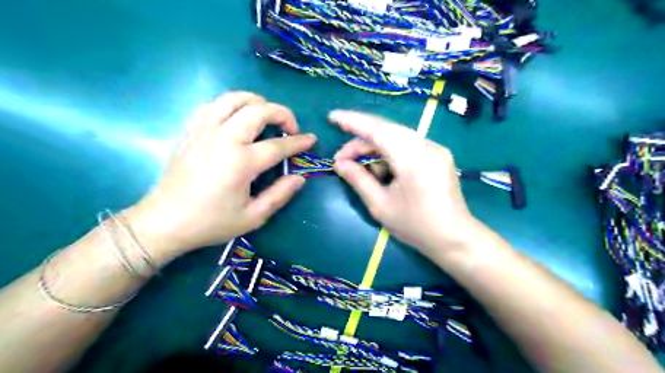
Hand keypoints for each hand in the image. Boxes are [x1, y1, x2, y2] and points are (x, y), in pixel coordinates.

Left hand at [129, 92, 319, 260]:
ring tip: (266, 116)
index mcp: (241, 162)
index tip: (311, 140)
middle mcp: (224, 139)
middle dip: (282, 113)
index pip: (279, 145)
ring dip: (256, 102)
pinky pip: (213, 104)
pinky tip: (237, 119)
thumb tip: (300, 178)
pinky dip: (231, 105)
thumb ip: (280, 195)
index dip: (299, 141)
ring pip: (233, 98)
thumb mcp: (253, 217)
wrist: (165, 221)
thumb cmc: (212, 222)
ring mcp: (204, 130)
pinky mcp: (191, 130)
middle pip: (258, 110)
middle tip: (290, 128)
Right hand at [330, 111, 477, 258]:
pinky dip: (390, 154)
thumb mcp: (380, 205)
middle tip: (342, 161)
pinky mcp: (438, 155)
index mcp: (412, 157)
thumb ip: (358, 179)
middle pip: (386, 131)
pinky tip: (384, 172)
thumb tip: (339, 163)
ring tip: (363, 171)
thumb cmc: (416, 225)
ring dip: (375, 150)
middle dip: (361, 143)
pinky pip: (407, 146)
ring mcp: (435, 148)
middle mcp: (426, 145)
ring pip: (396, 138)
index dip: (353, 121)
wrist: (455, 238)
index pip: (377, 129)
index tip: (332, 117)